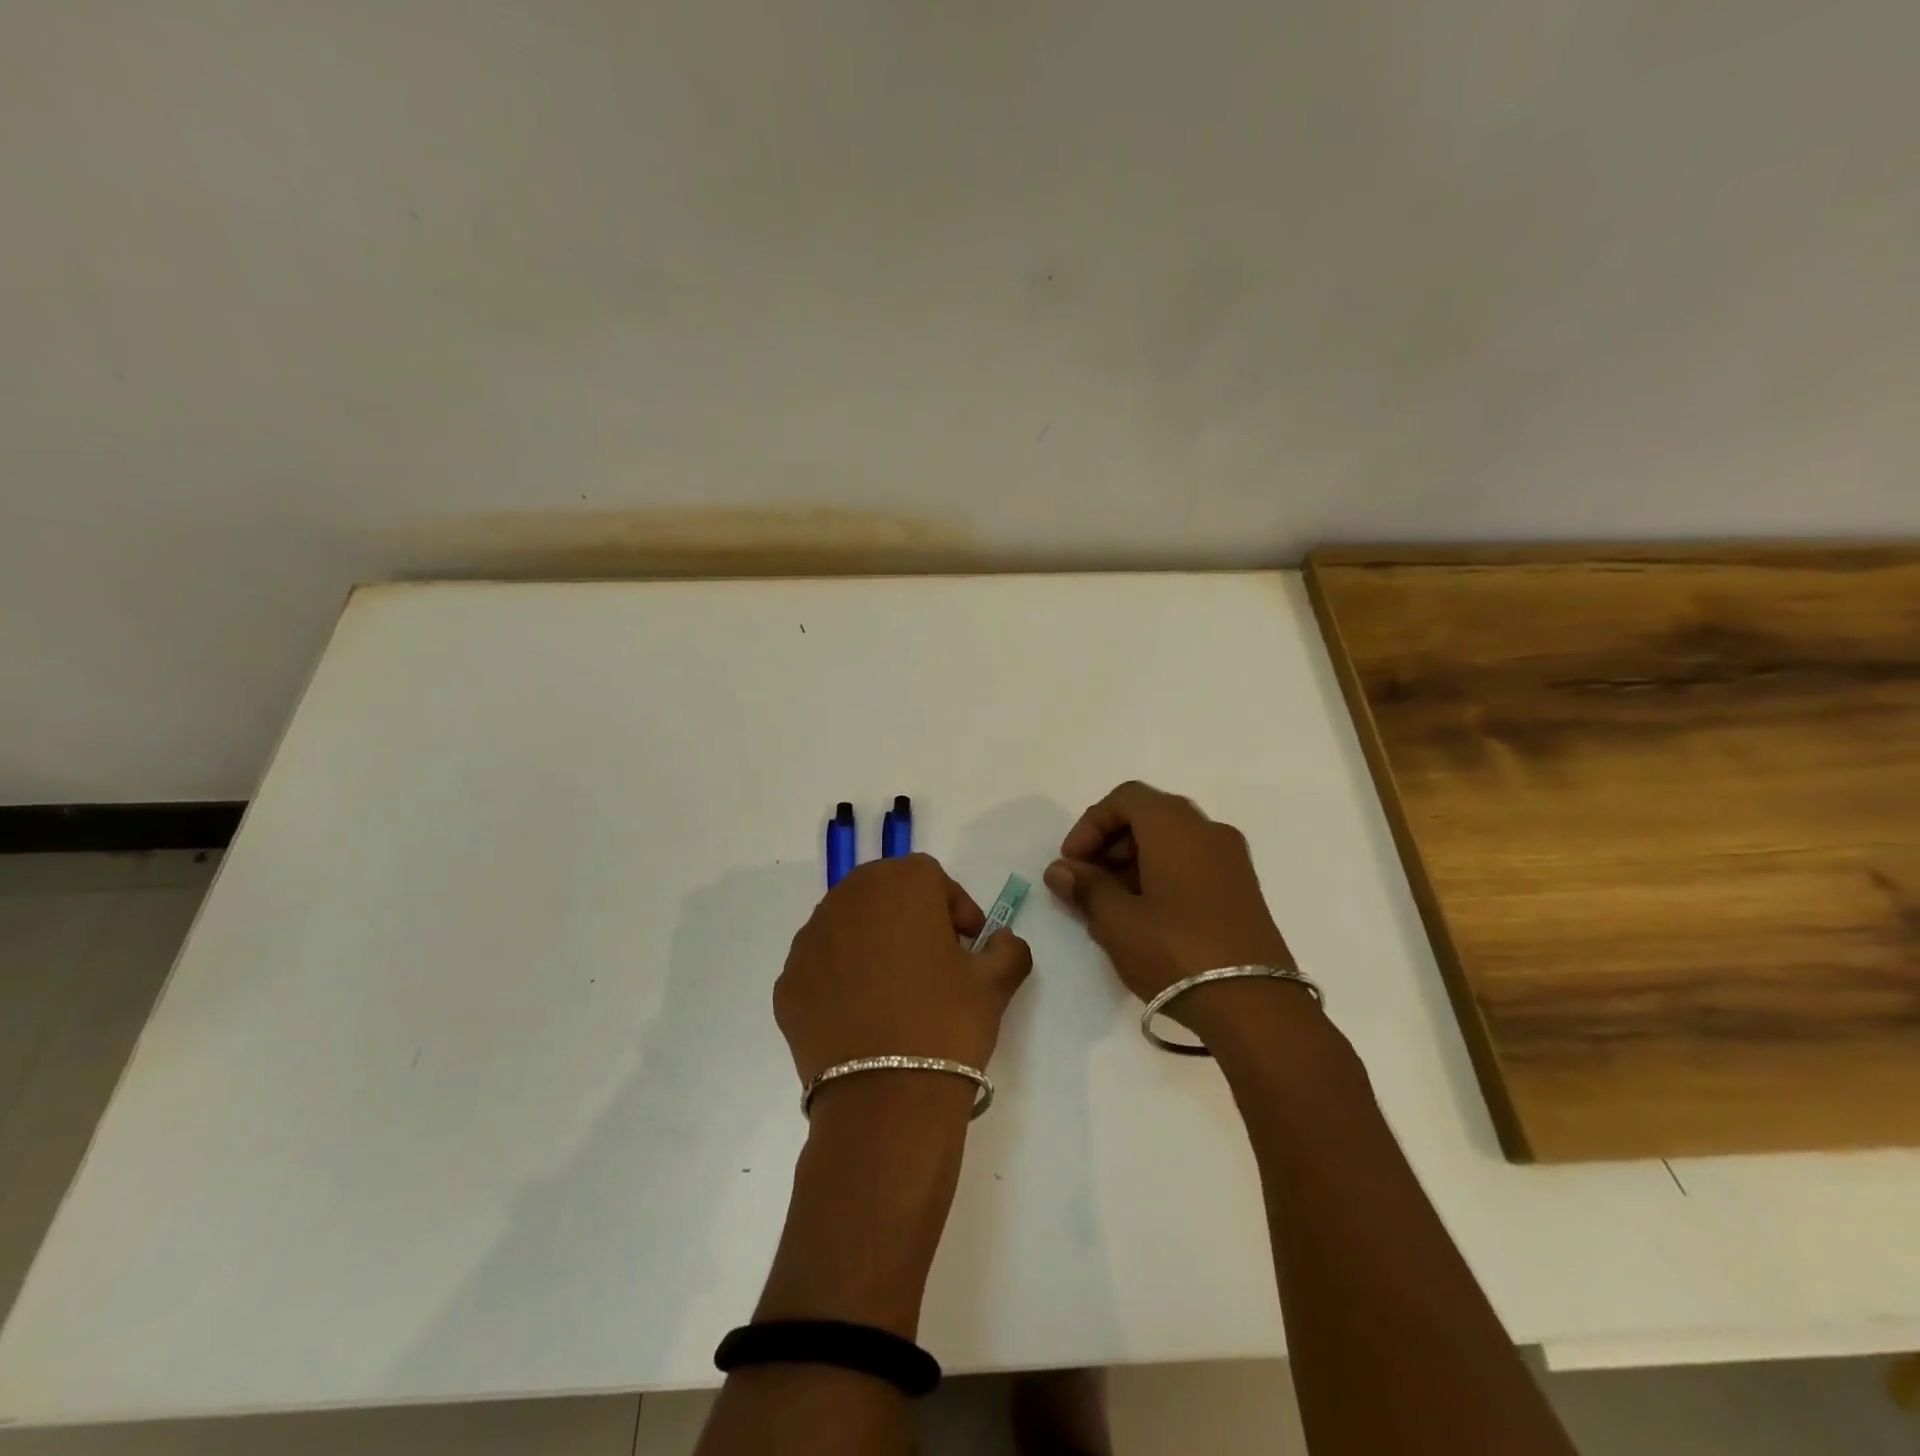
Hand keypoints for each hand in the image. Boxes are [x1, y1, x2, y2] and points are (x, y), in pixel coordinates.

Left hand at [775, 853, 1033, 1092]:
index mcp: (901, 883)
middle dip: (910, 919)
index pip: (931, 879)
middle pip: (884, 894)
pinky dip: (841, 978)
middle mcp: (848, 898)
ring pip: (848, 926)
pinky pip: (822, 966)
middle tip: (932, 962)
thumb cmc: (947, 1023)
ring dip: (872, 944)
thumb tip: (1001, 941)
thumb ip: (1008, 948)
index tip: (968, 946)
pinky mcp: (787, 982)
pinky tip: (862, 1016)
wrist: (885, 1099)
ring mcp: (810, 940)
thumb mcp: (995, 983)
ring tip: (894, 991)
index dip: (955, 909)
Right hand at [1044, 781, 1294, 1014]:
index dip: (1089, 825)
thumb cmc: (1176, 951)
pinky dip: (1160, 877)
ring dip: (1132, 864)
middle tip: (1087, 885)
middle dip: (1109, 845)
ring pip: (1170, 842)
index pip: (1124, 798)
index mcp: (1175, 825)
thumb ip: (1085, 888)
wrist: (1257, 1007)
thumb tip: (1060, 871)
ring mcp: (1231, 860)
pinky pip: (1192, 865)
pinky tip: (1145, 920)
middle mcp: (1207, 830)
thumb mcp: (1117, 921)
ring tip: (1111, 909)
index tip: (1072, 864)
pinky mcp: (1242, 890)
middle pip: (1148, 817)